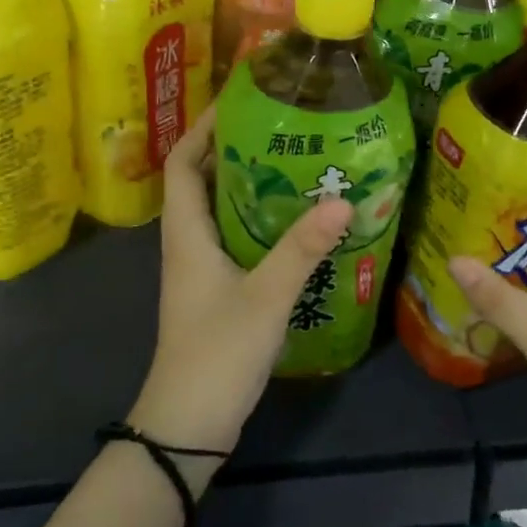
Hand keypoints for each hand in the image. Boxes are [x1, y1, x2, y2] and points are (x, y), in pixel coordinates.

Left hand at [128, 106, 352, 478]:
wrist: (188, 424)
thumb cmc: (217, 353)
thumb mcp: (266, 296)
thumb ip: (303, 248)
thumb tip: (343, 199)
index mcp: (186, 234)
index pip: (183, 164)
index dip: (203, 128)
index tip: (239, 102)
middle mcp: (188, 243)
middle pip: (203, 182)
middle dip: (234, 150)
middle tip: (282, 129)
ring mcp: (201, 270)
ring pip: (220, 212)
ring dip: (249, 186)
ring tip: (295, 165)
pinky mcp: (216, 291)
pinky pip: (235, 240)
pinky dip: (258, 222)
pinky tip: (296, 224)